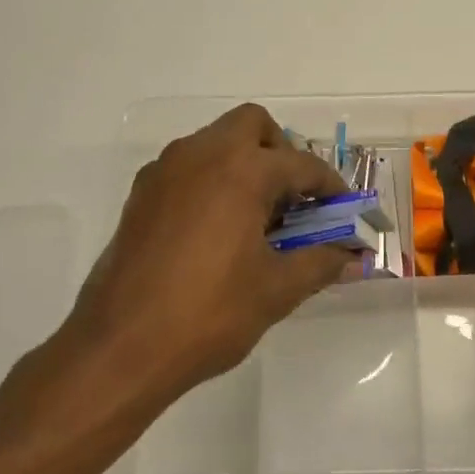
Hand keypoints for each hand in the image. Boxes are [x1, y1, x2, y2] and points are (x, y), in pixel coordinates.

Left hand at [52, 104, 358, 411]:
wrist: (120, 347)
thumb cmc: (209, 313)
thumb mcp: (277, 290)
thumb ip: (321, 263)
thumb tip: (354, 257)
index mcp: (241, 170)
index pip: (301, 164)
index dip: (329, 186)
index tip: (342, 209)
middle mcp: (200, 155)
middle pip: (252, 125)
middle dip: (281, 153)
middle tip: (294, 199)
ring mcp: (164, 171)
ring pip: (215, 142)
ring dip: (244, 164)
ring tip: (258, 218)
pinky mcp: (141, 195)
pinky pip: (188, 167)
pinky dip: (213, 180)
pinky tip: (219, 230)